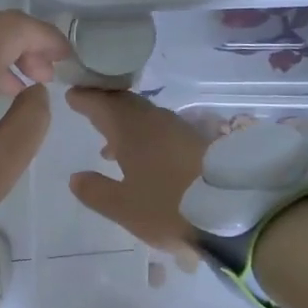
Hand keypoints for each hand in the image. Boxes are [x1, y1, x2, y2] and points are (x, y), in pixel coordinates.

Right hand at [66, 89, 209, 248]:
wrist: (235, 212)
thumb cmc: (169, 208)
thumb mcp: (124, 207)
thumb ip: (96, 191)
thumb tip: (75, 177)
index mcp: (132, 131)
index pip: (102, 104)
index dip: (86, 99)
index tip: (72, 95)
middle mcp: (156, 122)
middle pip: (126, 106)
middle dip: (106, 107)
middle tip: (89, 110)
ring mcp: (181, 131)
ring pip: (146, 119)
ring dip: (126, 126)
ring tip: (110, 147)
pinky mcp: (200, 144)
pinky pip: (162, 132)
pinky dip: (146, 138)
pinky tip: (143, 160)